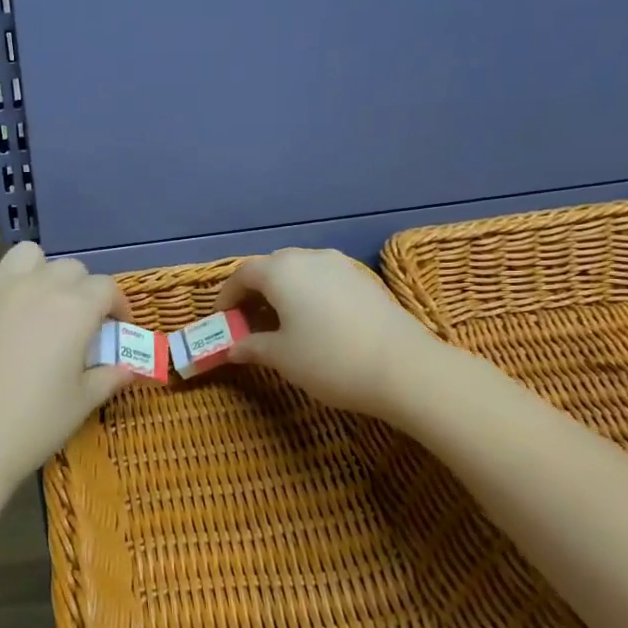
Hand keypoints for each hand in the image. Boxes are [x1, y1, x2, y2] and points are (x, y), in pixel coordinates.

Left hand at [0, 243, 137, 504]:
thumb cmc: (34, 423)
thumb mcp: (82, 402)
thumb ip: (109, 376)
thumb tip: (128, 368)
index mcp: (74, 309)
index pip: (105, 288)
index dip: (117, 305)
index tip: (116, 327)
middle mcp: (37, 287)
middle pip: (70, 268)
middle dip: (82, 289)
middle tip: (78, 321)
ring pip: (28, 256)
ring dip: (41, 272)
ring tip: (38, 303)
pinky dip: (2, 285)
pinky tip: (1, 314)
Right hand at [216, 248, 441, 418]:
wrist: (405, 368)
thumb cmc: (329, 360)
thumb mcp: (282, 357)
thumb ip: (252, 346)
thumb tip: (233, 347)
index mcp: (281, 271)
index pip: (243, 274)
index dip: (227, 296)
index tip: (222, 319)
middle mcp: (309, 258)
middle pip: (271, 267)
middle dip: (255, 291)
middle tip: (248, 321)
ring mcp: (341, 266)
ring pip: (300, 271)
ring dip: (283, 291)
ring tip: (281, 322)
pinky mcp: (364, 280)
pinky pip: (324, 279)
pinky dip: (309, 294)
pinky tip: (314, 322)